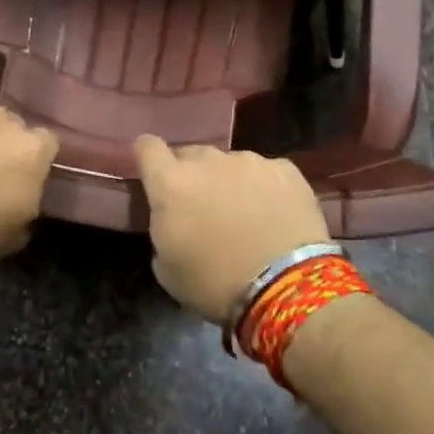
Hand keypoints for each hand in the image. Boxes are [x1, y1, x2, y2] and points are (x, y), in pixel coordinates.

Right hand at [133, 137, 330, 322]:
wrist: (285, 287)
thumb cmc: (215, 284)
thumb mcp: (167, 269)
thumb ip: (162, 229)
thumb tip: (173, 219)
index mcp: (171, 183)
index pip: (147, 147)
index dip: (147, 157)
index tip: (153, 173)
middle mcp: (207, 161)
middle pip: (191, 155)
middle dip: (191, 175)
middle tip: (202, 207)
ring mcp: (249, 161)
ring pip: (229, 163)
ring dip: (229, 181)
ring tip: (244, 215)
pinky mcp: (284, 168)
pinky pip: (266, 172)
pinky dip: (265, 188)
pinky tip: (275, 215)